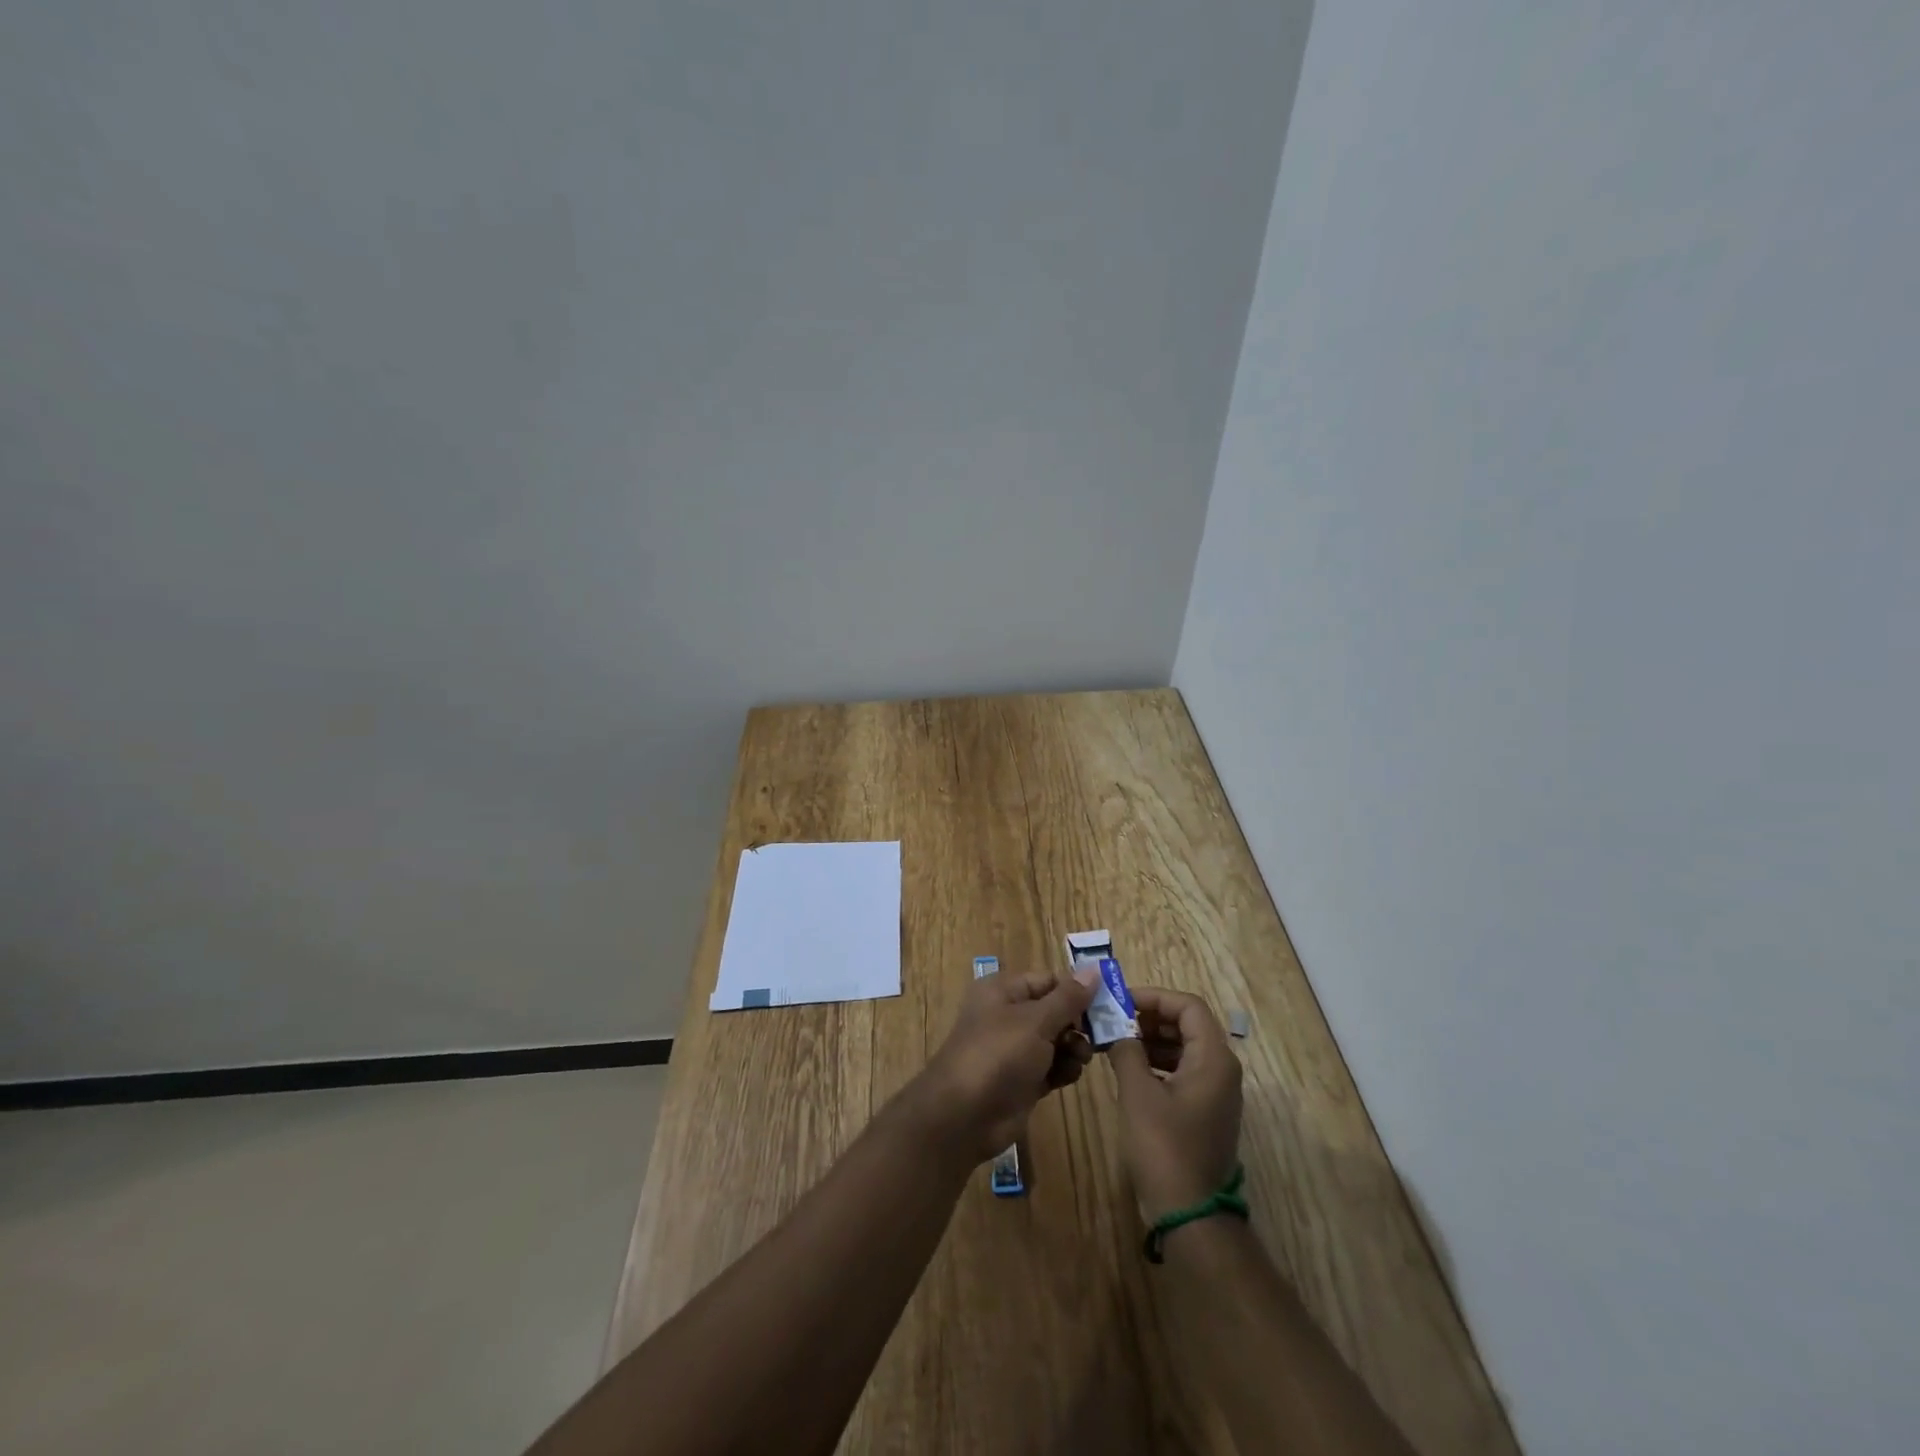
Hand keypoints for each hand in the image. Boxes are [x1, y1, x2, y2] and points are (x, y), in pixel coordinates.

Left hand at [914, 965, 1098, 1161]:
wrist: (965, 1115)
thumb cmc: (999, 1054)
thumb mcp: (1037, 1021)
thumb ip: (1069, 998)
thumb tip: (1095, 970)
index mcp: (1004, 990)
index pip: (1049, 980)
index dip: (1077, 990)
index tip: (1107, 1004)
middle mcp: (1008, 1015)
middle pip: (1055, 1010)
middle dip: (1078, 1023)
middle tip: (1100, 1035)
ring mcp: (1015, 1049)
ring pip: (1056, 1040)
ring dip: (1073, 1047)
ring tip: (1081, 1058)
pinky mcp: (1022, 1080)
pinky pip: (1051, 1066)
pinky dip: (1063, 1069)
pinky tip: (1069, 1076)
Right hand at [1108, 987, 1242, 1222]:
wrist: (1189, 1213)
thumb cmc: (1164, 1145)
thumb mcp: (1137, 1092)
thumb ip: (1126, 1050)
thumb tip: (1116, 1030)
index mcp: (1213, 1058)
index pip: (1188, 1006)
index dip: (1155, 997)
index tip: (1121, 1001)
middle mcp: (1222, 1069)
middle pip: (1189, 1024)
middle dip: (1151, 1017)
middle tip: (1115, 1019)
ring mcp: (1216, 1092)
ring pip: (1185, 1048)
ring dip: (1153, 1039)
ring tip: (1117, 1041)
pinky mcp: (1206, 1111)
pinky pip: (1184, 1071)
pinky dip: (1159, 1062)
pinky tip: (1131, 1069)